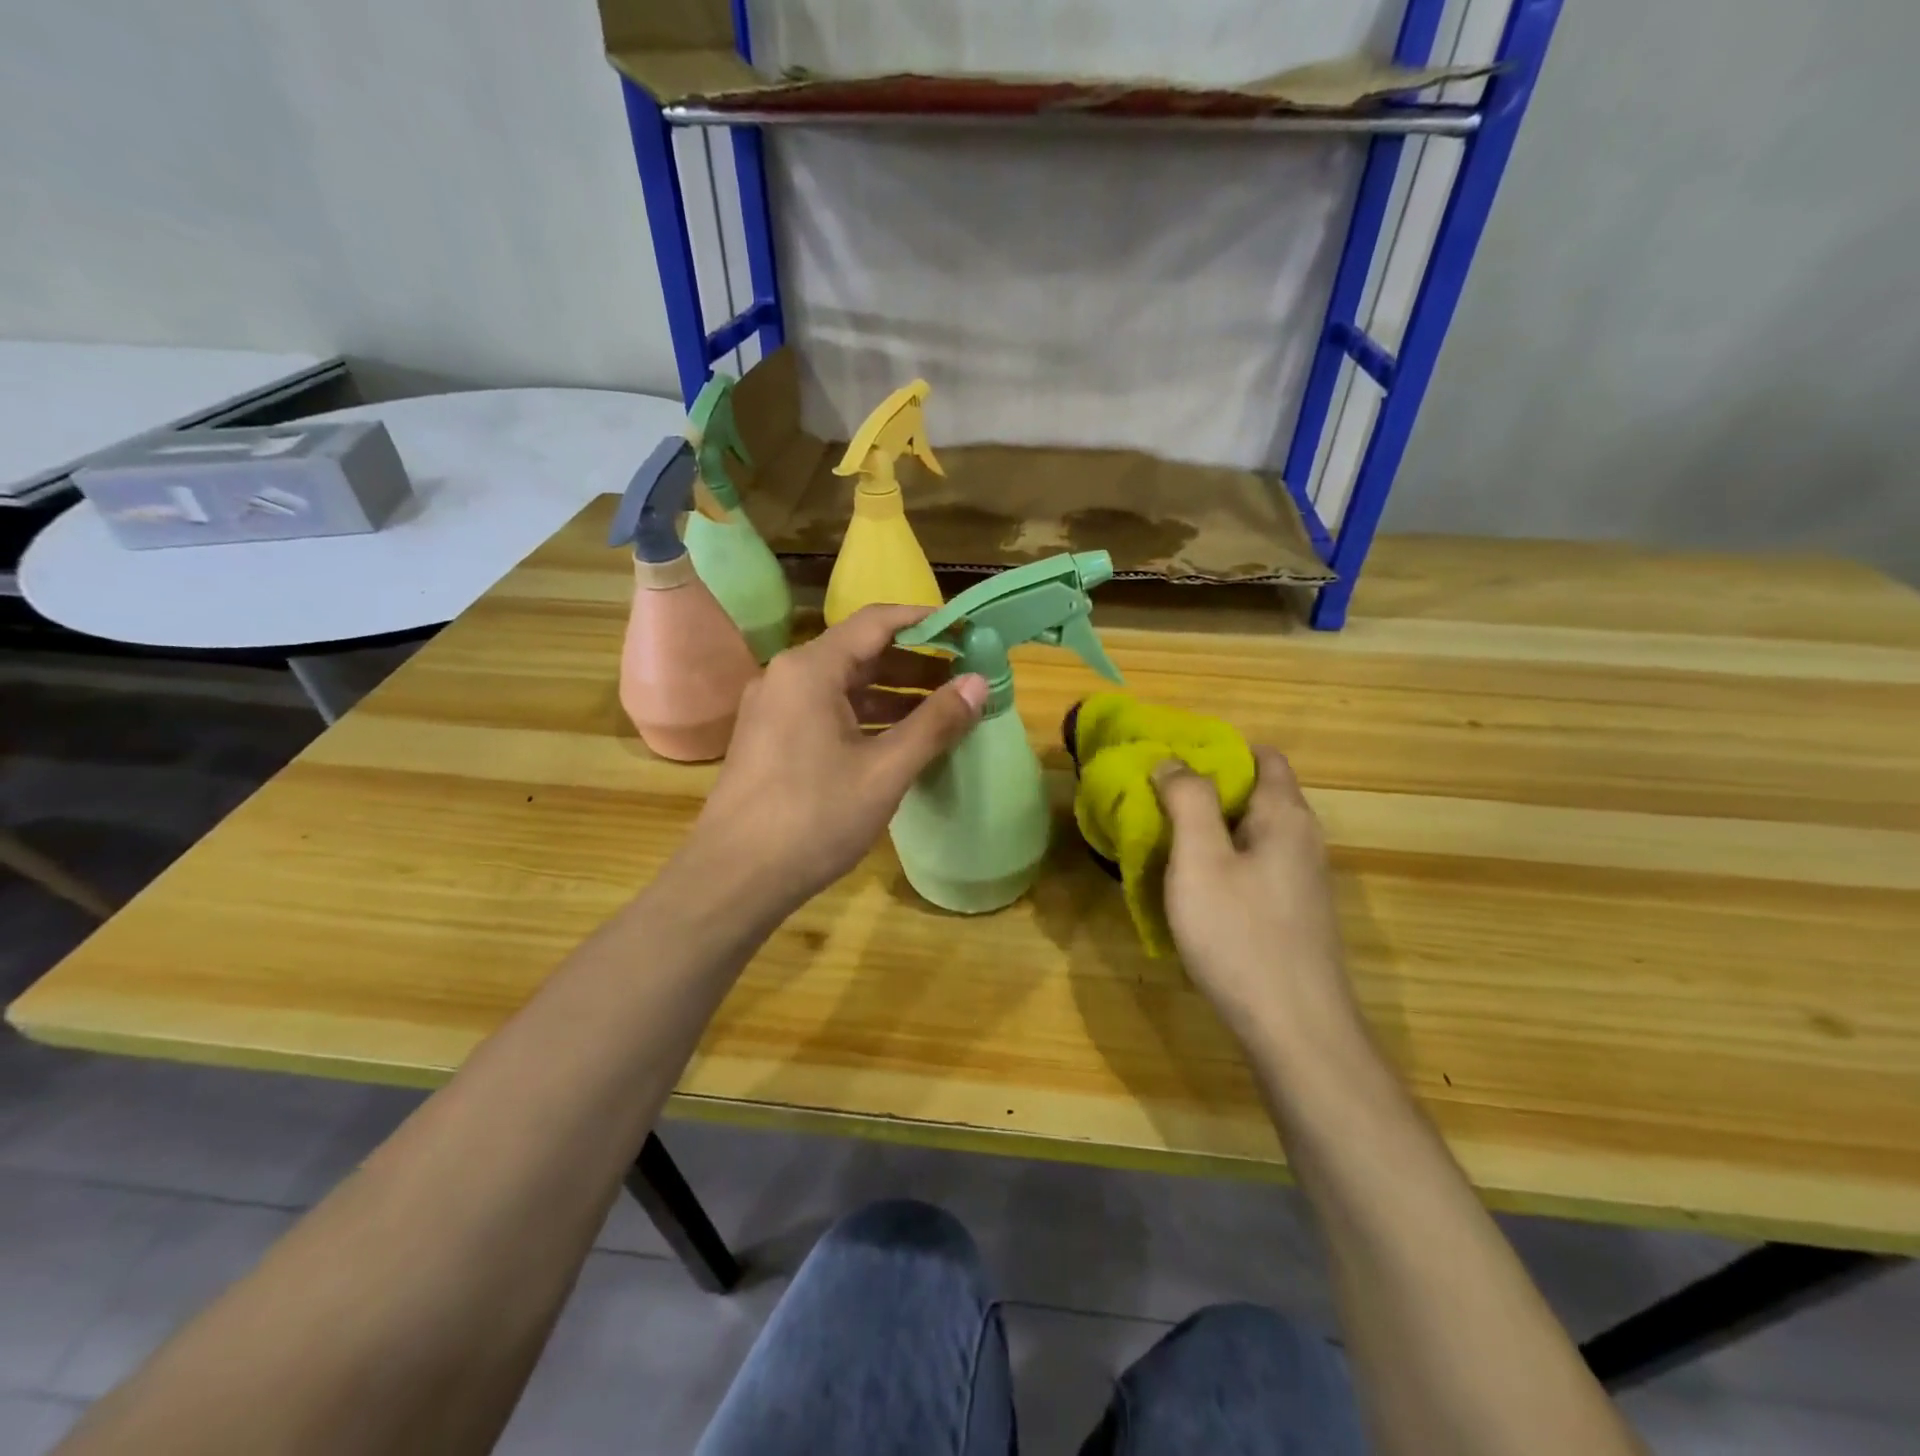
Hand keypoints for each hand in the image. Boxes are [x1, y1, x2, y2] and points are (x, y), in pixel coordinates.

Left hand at [688, 605, 987, 910]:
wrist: (733, 878)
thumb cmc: (813, 818)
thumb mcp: (884, 771)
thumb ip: (935, 723)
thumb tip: (979, 683)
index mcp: (810, 669)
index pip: (877, 622)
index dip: (926, 622)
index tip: (968, 632)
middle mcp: (787, 676)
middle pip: (861, 652)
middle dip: (916, 663)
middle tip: (964, 677)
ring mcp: (775, 709)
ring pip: (844, 686)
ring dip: (894, 694)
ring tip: (943, 710)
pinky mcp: (772, 739)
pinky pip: (827, 711)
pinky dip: (867, 717)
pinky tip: (900, 740)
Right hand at [1153, 748, 1356, 1044]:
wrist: (1296, 1030)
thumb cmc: (1241, 936)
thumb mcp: (1200, 861)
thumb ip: (1188, 801)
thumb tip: (1173, 762)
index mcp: (1285, 817)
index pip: (1263, 757)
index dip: (1218, 750)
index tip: (1172, 759)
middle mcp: (1303, 840)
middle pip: (1255, 794)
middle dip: (1206, 791)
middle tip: (1155, 800)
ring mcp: (1302, 881)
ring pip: (1252, 835)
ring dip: (1210, 830)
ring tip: (1162, 840)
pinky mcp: (1294, 914)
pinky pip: (1254, 868)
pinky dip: (1223, 863)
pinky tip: (1192, 888)